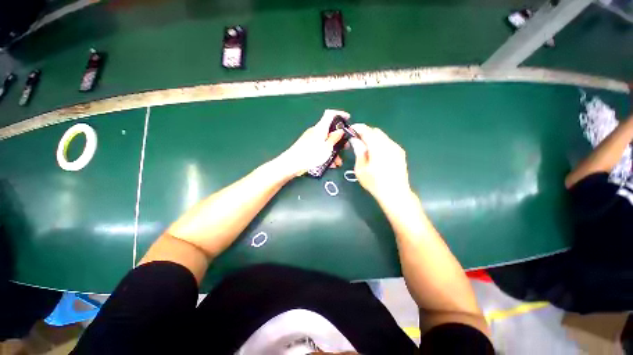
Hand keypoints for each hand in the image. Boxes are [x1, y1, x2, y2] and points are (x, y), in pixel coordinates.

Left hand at [277, 109, 348, 176]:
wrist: (292, 163)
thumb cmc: (311, 155)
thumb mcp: (327, 147)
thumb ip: (334, 138)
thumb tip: (340, 130)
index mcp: (320, 128)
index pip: (330, 114)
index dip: (340, 114)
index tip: (348, 119)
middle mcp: (316, 131)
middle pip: (330, 130)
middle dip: (339, 139)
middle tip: (346, 147)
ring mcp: (311, 139)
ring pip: (326, 141)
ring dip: (334, 150)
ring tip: (338, 161)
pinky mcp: (308, 147)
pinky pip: (321, 147)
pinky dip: (327, 154)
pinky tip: (330, 164)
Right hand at [348, 124, 412, 203]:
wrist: (395, 193)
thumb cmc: (374, 183)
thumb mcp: (361, 169)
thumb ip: (359, 151)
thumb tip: (355, 140)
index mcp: (378, 147)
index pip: (367, 131)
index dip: (358, 128)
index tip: (350, 130)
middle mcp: (389, 144)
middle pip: (375, 131)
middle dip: (365, 133)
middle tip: (356, 141)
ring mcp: (396, 148)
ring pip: (382, 136)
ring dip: (372, 138)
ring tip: (366, 148)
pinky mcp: (400, 153)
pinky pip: (388, 142)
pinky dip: (379, 143)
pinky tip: (376, 154)